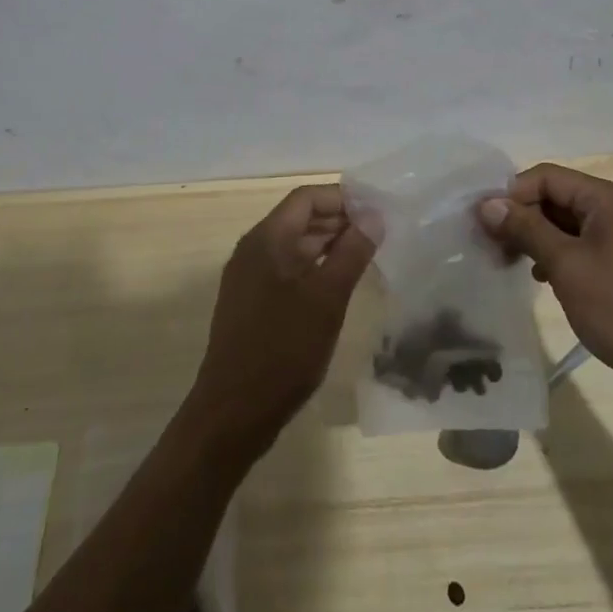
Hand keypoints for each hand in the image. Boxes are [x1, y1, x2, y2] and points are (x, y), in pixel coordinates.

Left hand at [188, 184, 377, 455]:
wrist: (232, 413)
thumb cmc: (283, 350)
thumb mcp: (326, 299)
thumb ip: (352, 253)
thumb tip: (374, 217)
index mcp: (266, 239)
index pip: (307, 198)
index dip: (343, 198)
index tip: (377, 211)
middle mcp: (253, 249)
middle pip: (300, 218)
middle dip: (339, 221)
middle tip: (380, 234)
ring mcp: (248, 276)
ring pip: (294, 245)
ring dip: (329, 245)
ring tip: (367, 256)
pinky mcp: (250, 301)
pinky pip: (286, 269)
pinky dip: (314, 267)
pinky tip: (339, 285)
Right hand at [477, 164, 612, 412]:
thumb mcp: (566, 265)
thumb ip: (526, 229)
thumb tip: (487, 204)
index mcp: (606, 198)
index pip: (545, 177)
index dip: (511, 194)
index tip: (483, 222)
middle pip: (555, 197)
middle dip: (520, 217)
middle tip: (489, 246)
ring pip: (564, 224)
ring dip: (534, 237)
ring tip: (506, 262)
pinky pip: (579, 246)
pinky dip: (555, 255)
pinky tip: (539, 278)